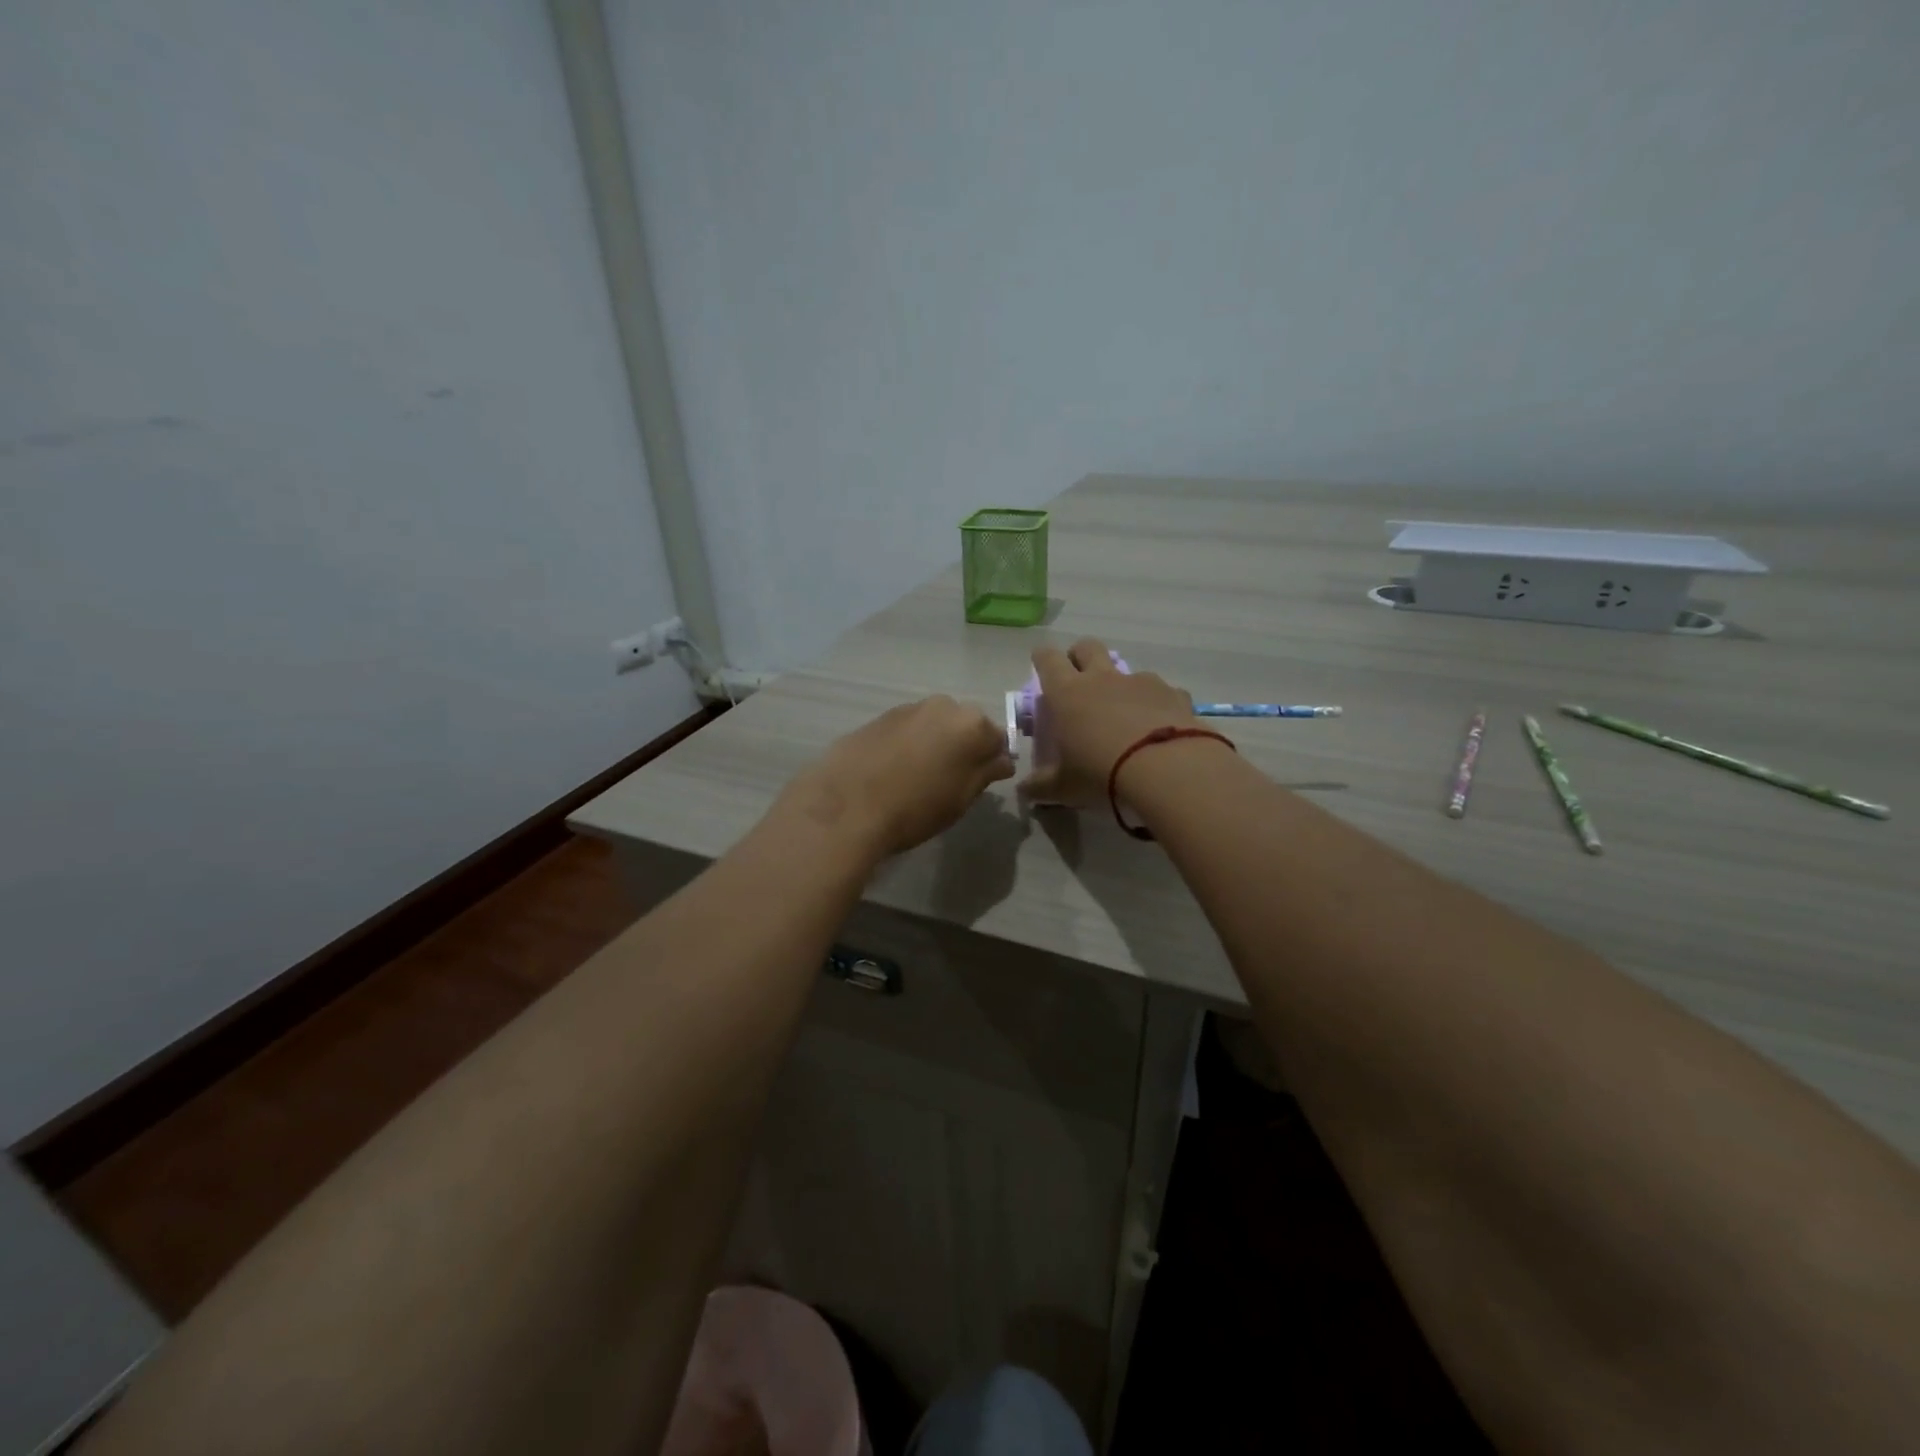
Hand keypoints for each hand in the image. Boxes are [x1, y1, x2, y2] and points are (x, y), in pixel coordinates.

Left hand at [780, 696, 1014, 858]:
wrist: (847, 805)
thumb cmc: (915, 808)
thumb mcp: (960, 799)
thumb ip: (985, 773)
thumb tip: (1001, 760)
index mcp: (971, 725)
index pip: (997, 739)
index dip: (992, 761)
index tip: (980, 782)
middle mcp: (943, 706)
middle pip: (964, 726)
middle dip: (962, 747)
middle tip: (950, 780)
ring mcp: (908, 708)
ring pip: (934, 725)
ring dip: (934, 743)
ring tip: (918, 776)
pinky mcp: (879, 717)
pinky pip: (907, 729)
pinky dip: (907, 743)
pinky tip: (894, 770)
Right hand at [1020, 638, 1202, 808]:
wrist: (1168, 770)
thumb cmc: (1102, 774)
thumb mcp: (1064, 787)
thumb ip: (1041, 786)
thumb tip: (1025, 790)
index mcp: (1068, 693)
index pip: (1047, 659)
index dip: (1043, 659)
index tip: (1041, 667)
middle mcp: (1103, 678)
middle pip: (1087, 647)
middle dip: (1080, 657)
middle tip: (1080, 682)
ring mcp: (1141, 682)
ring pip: (1126, 670)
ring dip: (1121, 686)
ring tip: (1125, 716)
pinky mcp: (1174, 694)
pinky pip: (1162, 692)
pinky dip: (1157, 705)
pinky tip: (1161, 728)